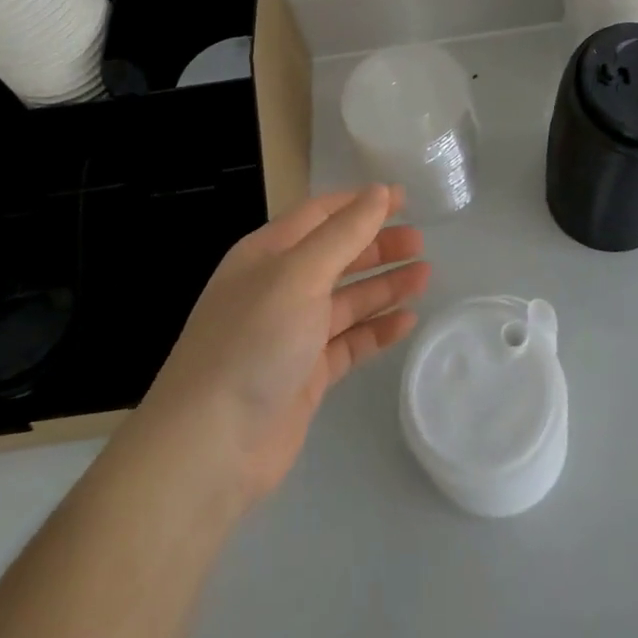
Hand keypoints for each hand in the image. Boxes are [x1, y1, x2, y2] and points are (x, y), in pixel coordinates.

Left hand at [138, 185, 429, 506]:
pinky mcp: (306, 374)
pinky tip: (408, 322)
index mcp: (267, 254)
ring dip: (384, 285)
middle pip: (336, 255)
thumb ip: (343, 233)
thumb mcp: (299, 275)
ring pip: (347, 299)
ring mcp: (292, 333)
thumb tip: (379, 191)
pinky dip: (377, 330)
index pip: (320, 215)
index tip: (404, 199)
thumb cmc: (254, 341)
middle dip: (377, 245)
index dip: (360, 204)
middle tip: (420, 241)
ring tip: (425, 275)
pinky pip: (349, 342)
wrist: (211, 446)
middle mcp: (279, 288)